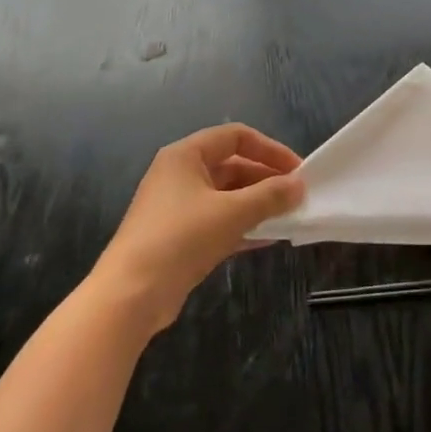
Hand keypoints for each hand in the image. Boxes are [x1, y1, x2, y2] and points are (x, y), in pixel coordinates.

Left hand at [93, 125, 304, 333]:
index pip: (235, 137)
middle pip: (232, 166)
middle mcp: (180, 175)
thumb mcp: (232, 212)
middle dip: (266, 180)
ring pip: (227, 196)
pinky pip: (219, 221)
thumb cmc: (181, 238)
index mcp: (186, 156)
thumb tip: (299, 186)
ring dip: (258, 204)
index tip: (297, 170)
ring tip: (289, 217)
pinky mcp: (180, 237)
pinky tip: (270, 239)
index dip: (269, 149)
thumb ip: (270, 196)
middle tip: (297, 197)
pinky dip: (244, 226)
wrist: (131, 294)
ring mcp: (178, 207)